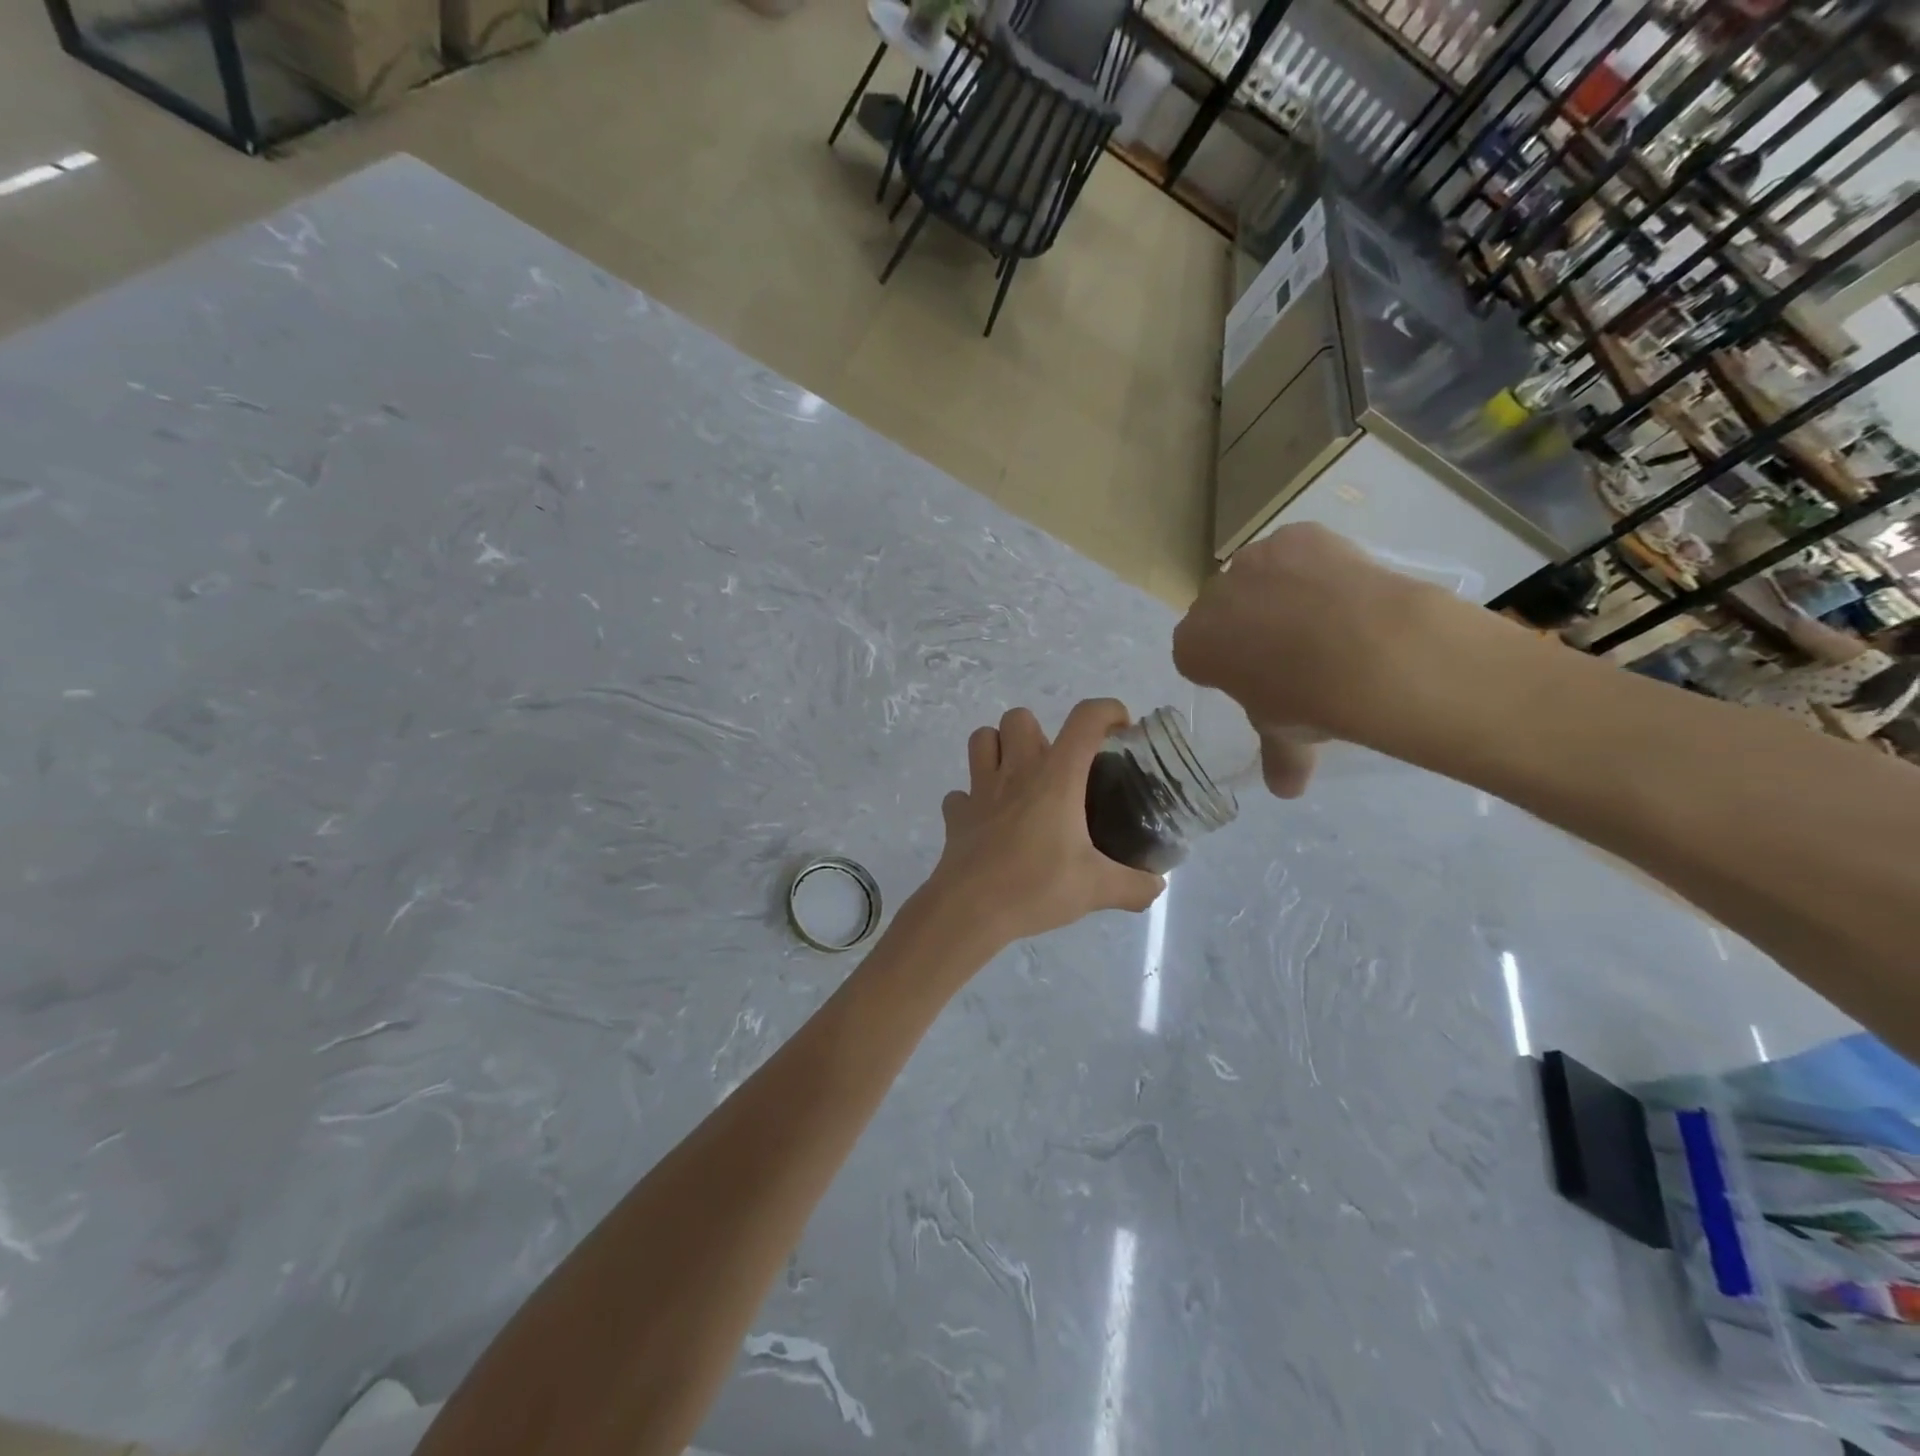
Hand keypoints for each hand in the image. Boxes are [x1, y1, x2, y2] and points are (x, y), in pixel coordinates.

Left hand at [924, 700, 1164, 946]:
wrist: (970, 910)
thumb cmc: (1036, 887)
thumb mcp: (1097, 889)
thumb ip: (1134, 886)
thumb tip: (1157, 886)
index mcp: (1055, 778)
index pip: (1085, 720)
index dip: (1107, 711)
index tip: (1121, 729)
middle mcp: (1016, 772)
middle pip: (1019, 717)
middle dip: (1040, 731)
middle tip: (1057, 767)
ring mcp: (980, 790)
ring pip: (981, 739)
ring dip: (999, 748)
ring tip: (1019, 778)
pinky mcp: (956, 815)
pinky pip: (961, 794)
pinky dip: (973, 800)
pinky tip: (989, 821)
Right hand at [1172, 524, 1456, 796]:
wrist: (1368, 650)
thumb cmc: (1307, 700)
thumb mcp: (1287, 735)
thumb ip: (1279, 758)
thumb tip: (1286, 791)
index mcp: (1193, 646)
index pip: (1195, 654)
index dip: (1224, 666)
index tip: (1255, 680)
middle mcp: (1210, 598)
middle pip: (1222, 611)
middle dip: (1246, 626)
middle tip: (1291, 652)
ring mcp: (1253, 561)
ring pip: (1258, 577)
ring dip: (1277, 593)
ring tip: (1325, 619)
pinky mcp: (1295, 535)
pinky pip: (1297, 552)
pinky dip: (1313, 566)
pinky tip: (1343, 590)